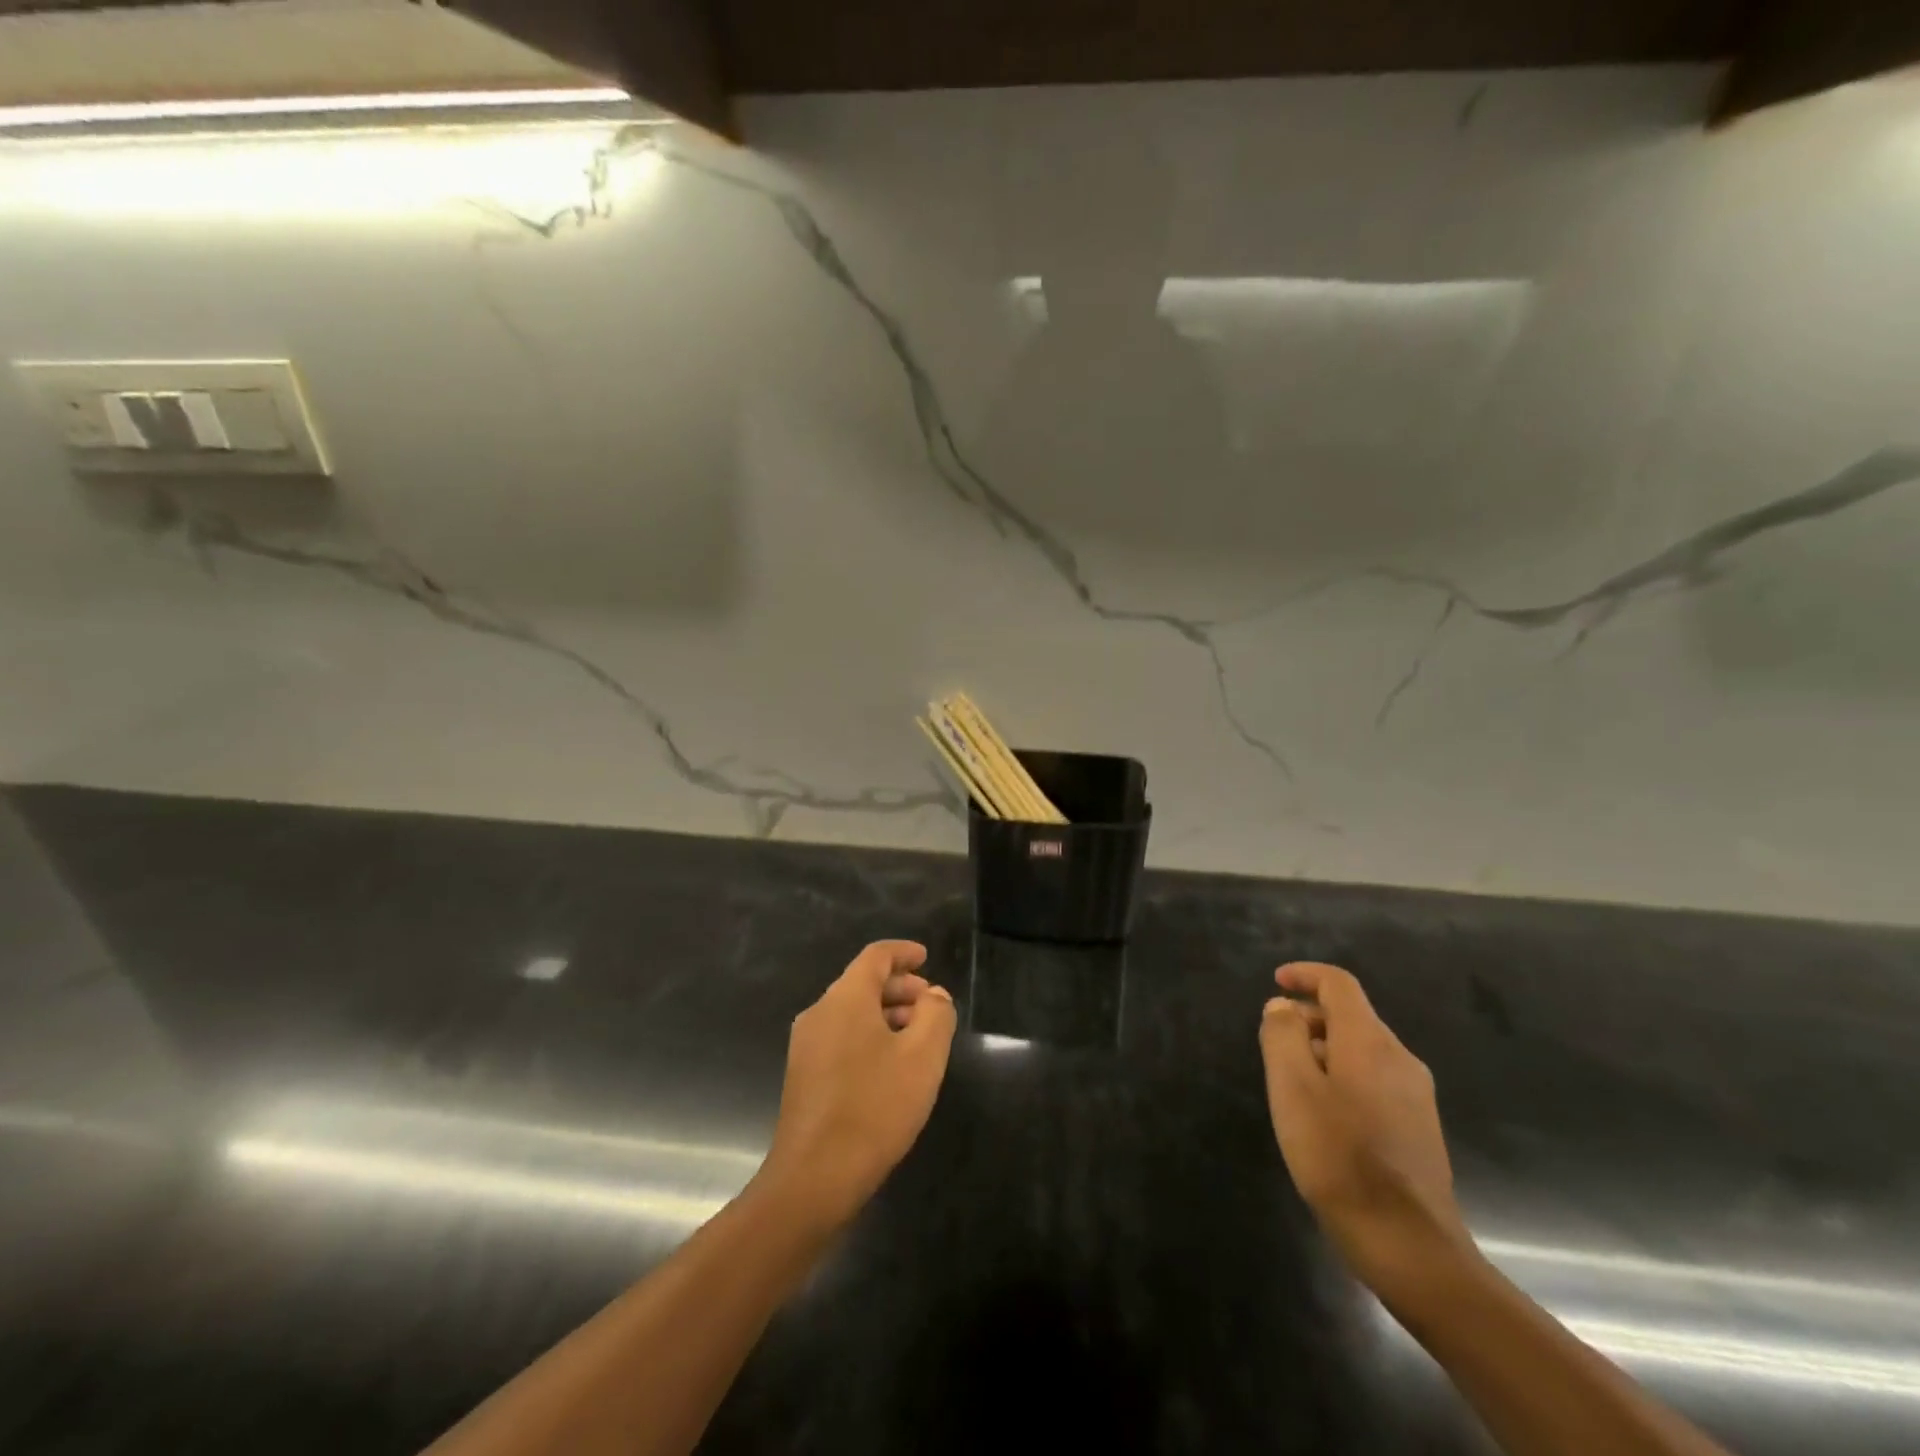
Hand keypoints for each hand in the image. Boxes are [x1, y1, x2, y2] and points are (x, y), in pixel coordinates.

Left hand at [757, 941, 956, 1233]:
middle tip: (931, 1005)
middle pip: (862, 983)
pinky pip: (841, 1038)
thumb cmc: (875, 1107)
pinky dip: (869, 1036)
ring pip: (852, 1012)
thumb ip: (936, 1014)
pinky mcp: (803, 1076)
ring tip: (917, 1038)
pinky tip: (890, 1067)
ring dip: (886, 1015)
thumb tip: (933, 995)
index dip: (903, 952)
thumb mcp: (923, 1056)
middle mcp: (820, 1012)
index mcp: (845, 998)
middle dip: (900, 988)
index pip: (875, 956)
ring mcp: (806, 1045)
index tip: (926, 957)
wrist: (814, 1177)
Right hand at [1259, 962, 1474, 1305]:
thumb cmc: (1339, 1157)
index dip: (1305, 975)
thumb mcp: (1292, 1088)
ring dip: (1323, 1052)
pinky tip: (1324, 1119)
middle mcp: (1400, 1058)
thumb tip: (1284, 1006)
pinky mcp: (1419, 1128)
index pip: (1339, 984)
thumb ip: (1282, 1035)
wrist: (1409, 1246)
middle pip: (1350, 1017)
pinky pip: (1373, 1080)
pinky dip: (1342, 1078)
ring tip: (1292, 1088)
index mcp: (1370, 1041)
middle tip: (1273, 1047)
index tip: (1276, 982)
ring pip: (1361, 1050)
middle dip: (1308, 1019)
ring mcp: (1416, 1095)